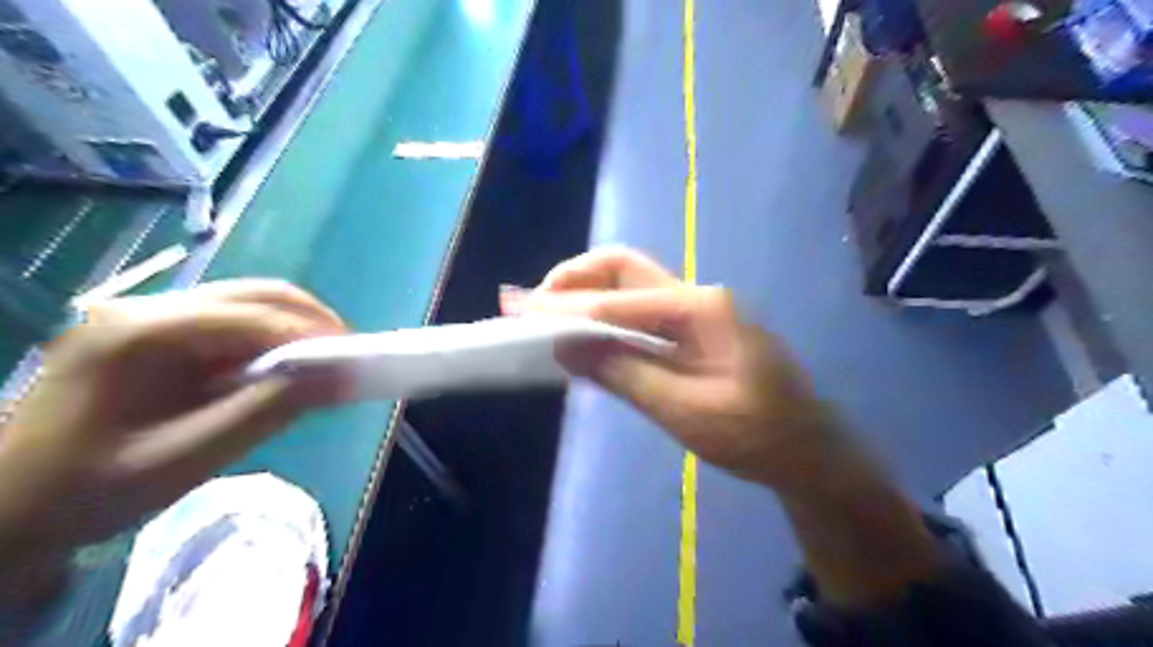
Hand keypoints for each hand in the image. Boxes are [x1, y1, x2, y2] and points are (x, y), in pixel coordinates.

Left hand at [0, 281, 342, 569]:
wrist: (5, 511)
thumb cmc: (91, 491)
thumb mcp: (190, 456)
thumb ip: (271, 409)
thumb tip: (344, 376)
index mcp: (141, 332)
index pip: (253, 315)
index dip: (313, 333)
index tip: (356, 359)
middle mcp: (144, 309)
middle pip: (253, 294)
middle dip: (310, 320)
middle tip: (344, 357)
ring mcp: (144, 318)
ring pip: (244, 304)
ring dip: (291, 329)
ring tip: (318, 365)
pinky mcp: (151, 334)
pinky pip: (227, 325)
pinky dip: (265, 343)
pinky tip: (273, 372)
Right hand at [509, 249, 939, 605]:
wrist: (808, 451)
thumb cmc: (757, 436)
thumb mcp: (685, 411)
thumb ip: (623, 374)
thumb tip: (564, 348)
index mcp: (701, 308)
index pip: (618, 302)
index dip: (566, 309)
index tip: (520, 313)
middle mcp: (696, 296)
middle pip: (625, 268)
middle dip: (574, 279)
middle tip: (533, 302)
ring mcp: (696, 311)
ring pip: (630, 285)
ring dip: (586, 294)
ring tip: (545, 314)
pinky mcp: (693, 332)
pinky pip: (640, 313)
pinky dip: (605, 318)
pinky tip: (583, 335)